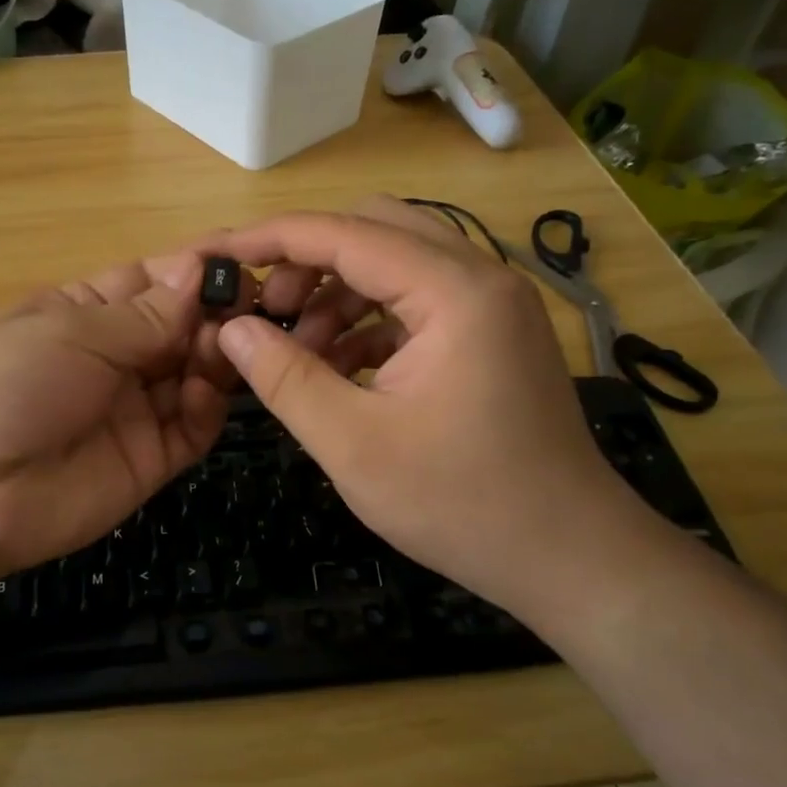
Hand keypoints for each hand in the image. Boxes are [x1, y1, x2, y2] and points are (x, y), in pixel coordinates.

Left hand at [0, 249, 251, 586]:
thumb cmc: (3, 383)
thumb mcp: (71, 333)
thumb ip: (144, 314)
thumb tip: (200, 271)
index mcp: (87, 312)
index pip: (154, 282)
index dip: (196, 270)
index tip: (244, 258)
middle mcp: (116, 357)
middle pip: (182, 328)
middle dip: (216, 313)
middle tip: (252, 307)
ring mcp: (134, 410)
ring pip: (195, 374)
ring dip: (217, 356)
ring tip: (232, 347)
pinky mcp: (149, 459)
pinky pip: (192, 428)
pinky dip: (207, 407)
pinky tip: (203, 394)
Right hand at [213, 197, 644, 608]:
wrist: (569, 556)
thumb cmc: (461, 503)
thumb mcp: (353, 444)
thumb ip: (285, 378)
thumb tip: (232, 329)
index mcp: (453, 291)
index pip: (344, 233)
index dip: (271, 239)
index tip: (217, 255)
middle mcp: (480, 277)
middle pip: (374, 230)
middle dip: (308, 262)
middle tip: (267, 312)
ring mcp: (492, 305)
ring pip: (395, 264)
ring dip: (338, 294)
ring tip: (299, 352)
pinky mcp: (492, 334)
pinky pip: (417, 302)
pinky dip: (370, 321)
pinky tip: (341, 368)